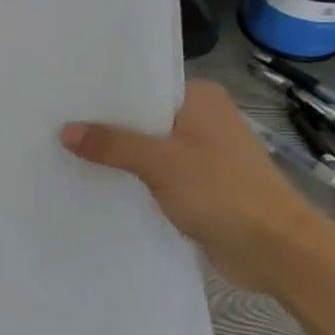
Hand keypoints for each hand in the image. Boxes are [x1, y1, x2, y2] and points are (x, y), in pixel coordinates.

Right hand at [61, 79, 323, 293]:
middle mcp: (201, 119)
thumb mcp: (161, 162)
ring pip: (147, 146)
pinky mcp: (198, 186)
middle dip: (106, 123)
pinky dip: (133, 177)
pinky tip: (97, 180)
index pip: (143, 82)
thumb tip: (65, 131)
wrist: (278, 252)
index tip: (66, 91)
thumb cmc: (224, 192)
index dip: (106, 88)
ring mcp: (201, 153)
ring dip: (118, 153)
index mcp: (200, 97)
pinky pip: (155, 174)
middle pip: (142, 115)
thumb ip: (113, 144)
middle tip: (55, 120)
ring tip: (65, 149)